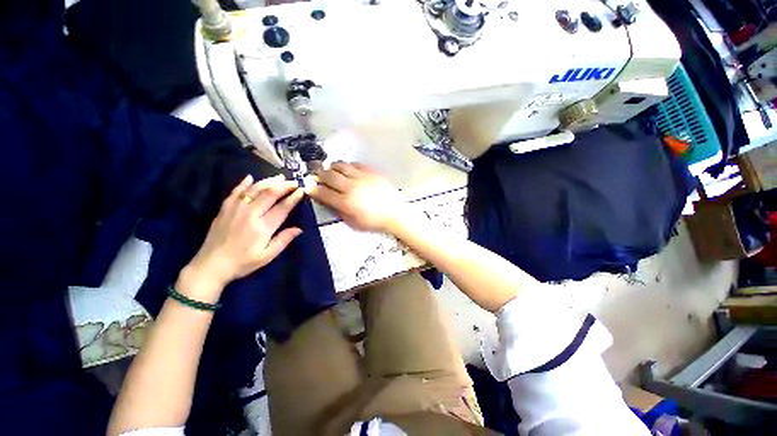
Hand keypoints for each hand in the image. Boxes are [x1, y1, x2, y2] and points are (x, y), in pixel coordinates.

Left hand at [181, 174, 303, 300]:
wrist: (211, 265)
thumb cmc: (243, 262)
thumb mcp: (267, 256)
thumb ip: (283, 240)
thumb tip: (299, 229)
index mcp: (262, 227)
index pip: (282, 208)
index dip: (293, 198)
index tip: (301, 191)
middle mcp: (250, 214)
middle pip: (269, 194)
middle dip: (284, 186)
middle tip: (294, 181)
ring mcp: (235, 209)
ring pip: (254, 190)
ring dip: (268, 182)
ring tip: (279, 177)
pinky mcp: (224, 209)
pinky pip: (235, 192)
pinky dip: (243, 184)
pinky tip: (250, 177)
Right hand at [306, 162, 407, 232]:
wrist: (394, 213)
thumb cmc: (373, 221)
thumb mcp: (353, 222)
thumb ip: (338, 211)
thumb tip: (327, 201)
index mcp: (346, 202)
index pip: (323, 193)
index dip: (313, 189)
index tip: (308, 187)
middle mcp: (351, 187)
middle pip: (329, 176)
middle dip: (319, 174)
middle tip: (315, 174)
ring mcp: (361, 177)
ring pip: (341, 166)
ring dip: (332, 166)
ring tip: (329, 168)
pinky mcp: (371, 172)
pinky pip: (355, 164)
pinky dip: (348, 165)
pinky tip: (347, 169)